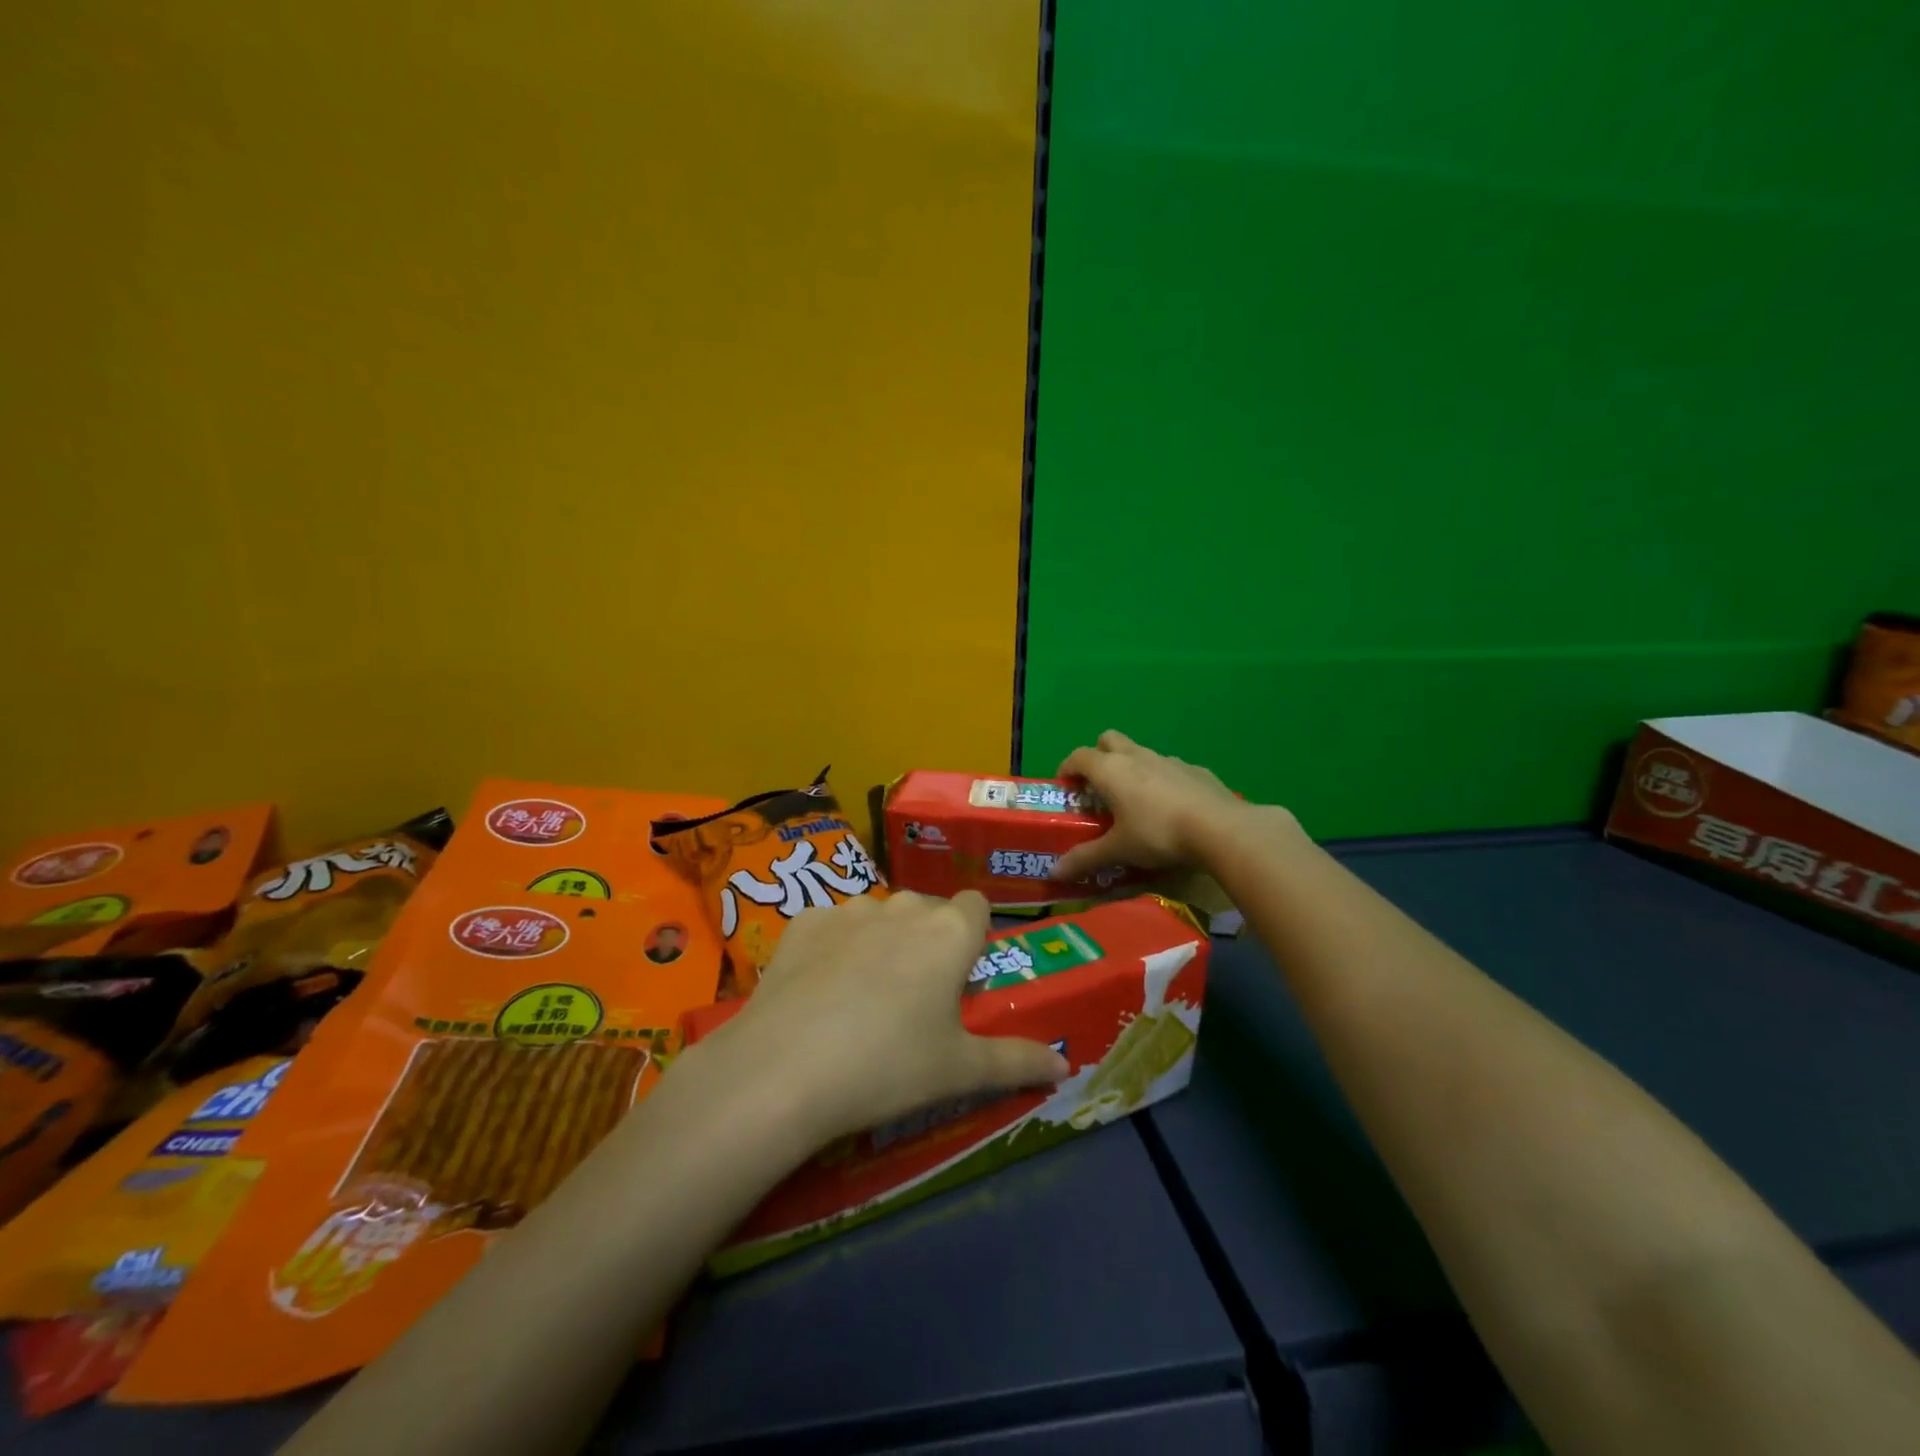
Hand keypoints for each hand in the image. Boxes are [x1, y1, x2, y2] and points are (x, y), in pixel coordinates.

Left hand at [692, 891, 1070, 1148]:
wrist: (785, 1069)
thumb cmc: (889, 1067)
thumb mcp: (960, 1071)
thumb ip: (1017, 1062)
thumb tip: (1064, 1068)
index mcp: (949, 932)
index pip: (977, 906)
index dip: (973, 937)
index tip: (960, 977)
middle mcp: (903, 907)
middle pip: (927, 910)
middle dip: (927, 941)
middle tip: (913, 998)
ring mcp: (849, 909)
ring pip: (879, 915)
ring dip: (881, 941)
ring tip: (861, 998)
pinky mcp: (803, 919)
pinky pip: (832, 924)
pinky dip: (833, 947)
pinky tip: (817, 992)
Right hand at [1051, 730, 1255, 880]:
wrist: (1220, 828)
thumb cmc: (1158, 834)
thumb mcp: (1118, 850)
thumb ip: (1085, 859)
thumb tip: (1054, 873)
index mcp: (1111, 770)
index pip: (1078, 756)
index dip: (1067, 769)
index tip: (1065, 787)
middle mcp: (1136, 757)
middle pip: (1109, 740)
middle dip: (1099, 756)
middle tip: (1098, 787)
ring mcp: (1169, 760)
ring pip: (1141, 753)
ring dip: (1131, 768)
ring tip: (1135, 801)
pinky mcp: (1195, 770)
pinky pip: (1170, 769)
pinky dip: (1162, 781)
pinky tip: (1171, 807)